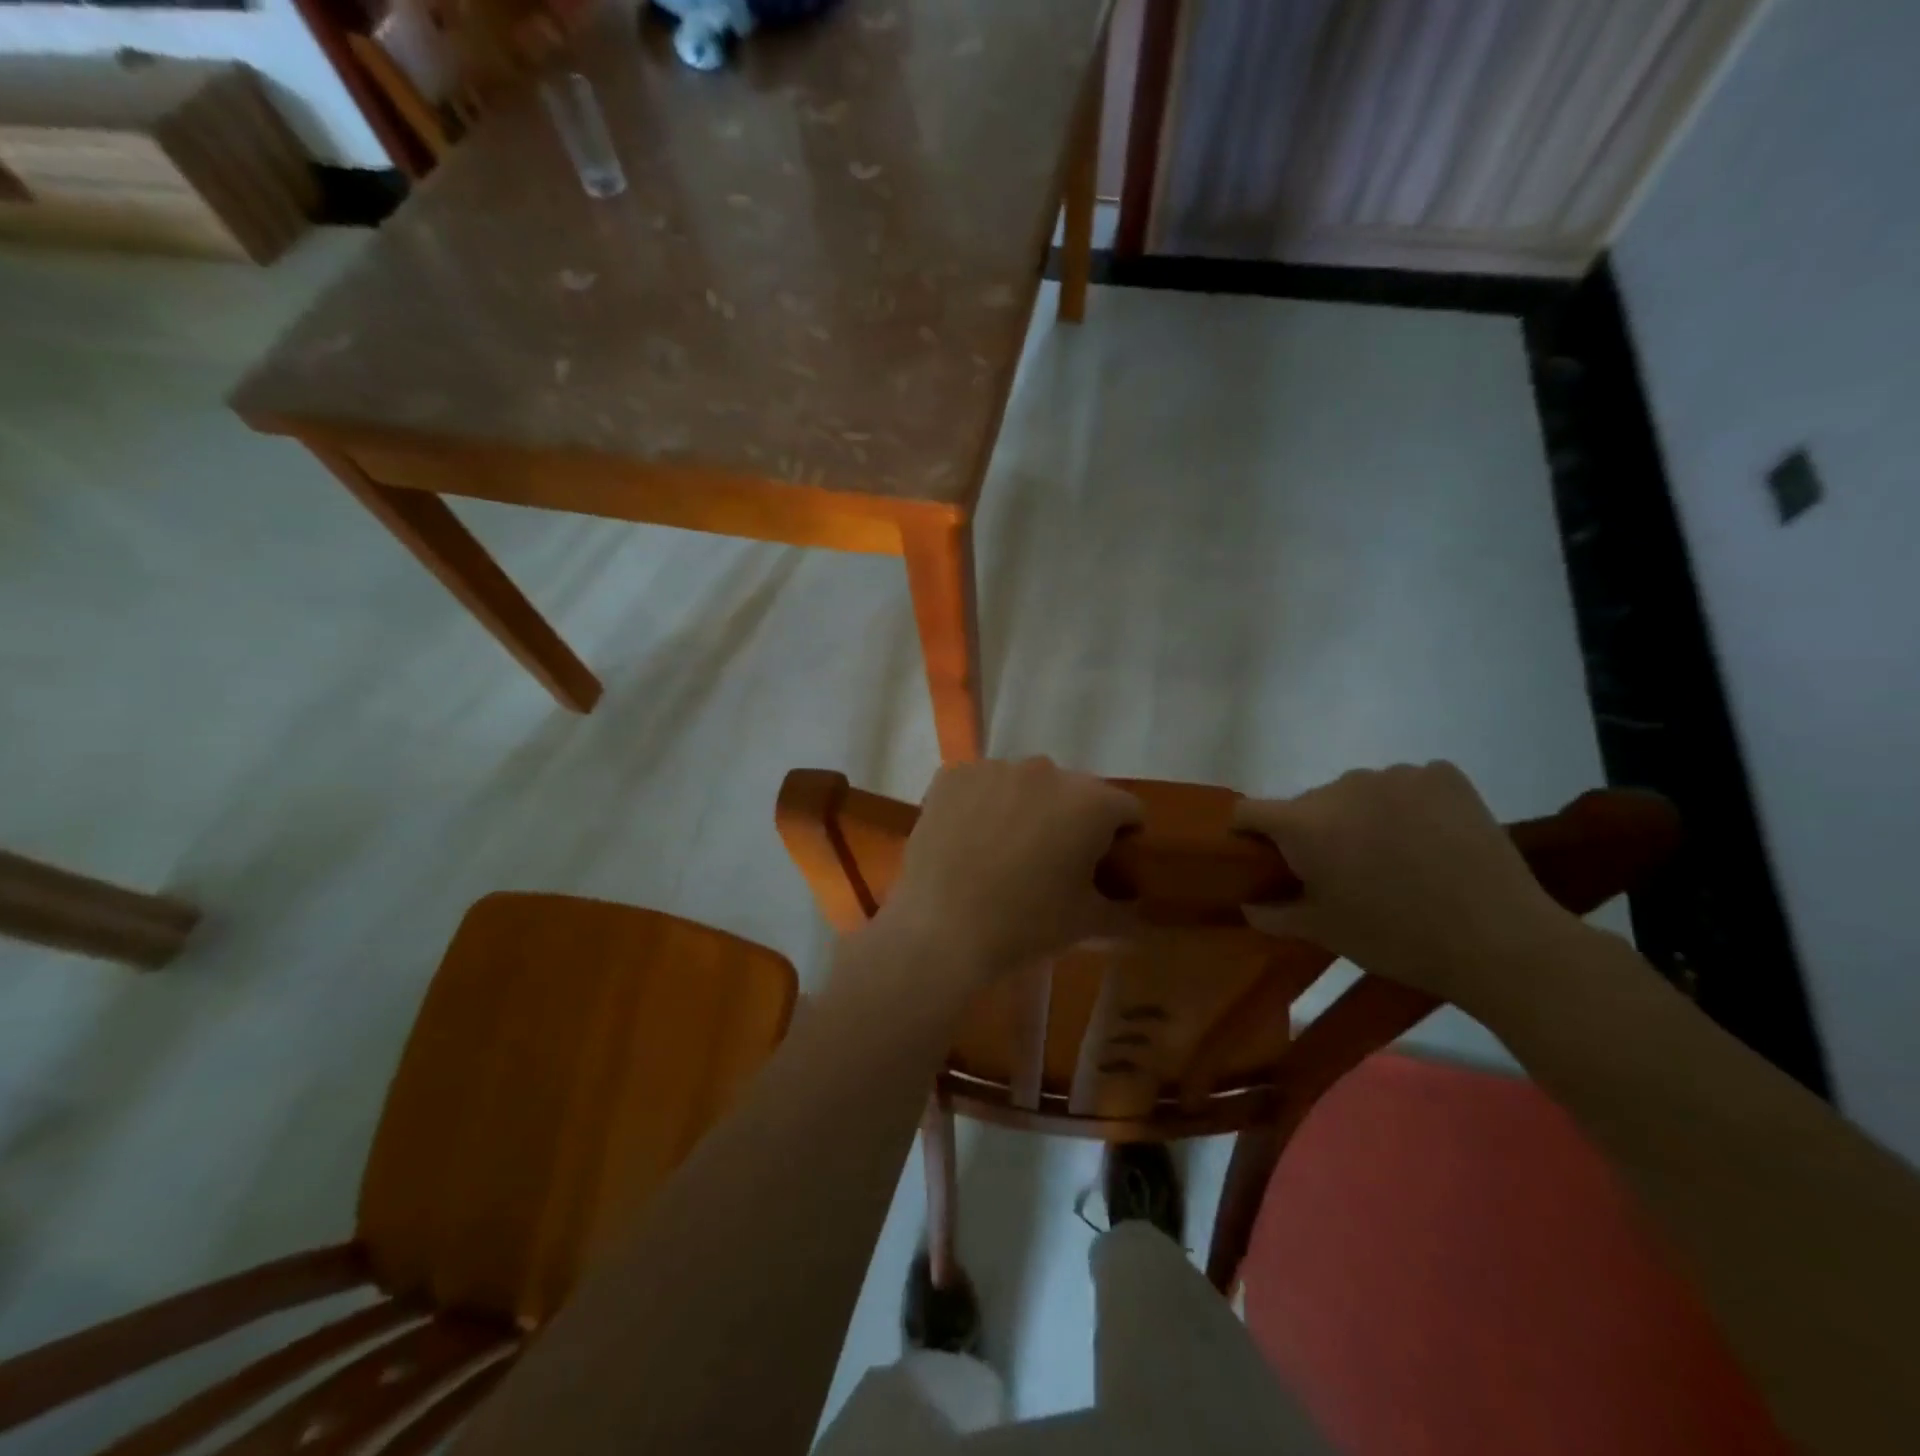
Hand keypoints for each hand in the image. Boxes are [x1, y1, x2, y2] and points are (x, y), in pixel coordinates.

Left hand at [874, 758, 1140, 990]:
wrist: (940, 929)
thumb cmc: (1025, 925)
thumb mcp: (1086, 924)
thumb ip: (1122, 912)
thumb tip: (1137, 913)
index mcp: (1091, 802)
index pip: (1127, 811)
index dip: (1121, 840)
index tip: (1103, 868)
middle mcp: (1047, 771)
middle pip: (1074, 792)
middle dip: (1070, 821)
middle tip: (1051, 863)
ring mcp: (995, 768)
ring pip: (1025, 784)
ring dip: (1025, 808)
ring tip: (1004, 852)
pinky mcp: (952, 775)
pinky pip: (980, 784)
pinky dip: (981, 804)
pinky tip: (968, 839)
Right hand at [1234, 762, 1578, 1010]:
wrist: (1500, 940)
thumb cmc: (1396, 938)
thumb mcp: (1325, 932)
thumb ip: (1275, 915)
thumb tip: (1247, 906)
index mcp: (1304, 823)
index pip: (1249, 811)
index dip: (1249, 833)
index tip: (1267, 857)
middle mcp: (1342, 786)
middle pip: (1310, 803)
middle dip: (1317, 831)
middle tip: (1345, 871)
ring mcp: (1396, 775)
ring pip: (1359, 792)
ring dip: (1363, 816)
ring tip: (1397, 856)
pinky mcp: (1442, 774)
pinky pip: (1407, 784)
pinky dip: (1408, 805)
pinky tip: (1431, 838)